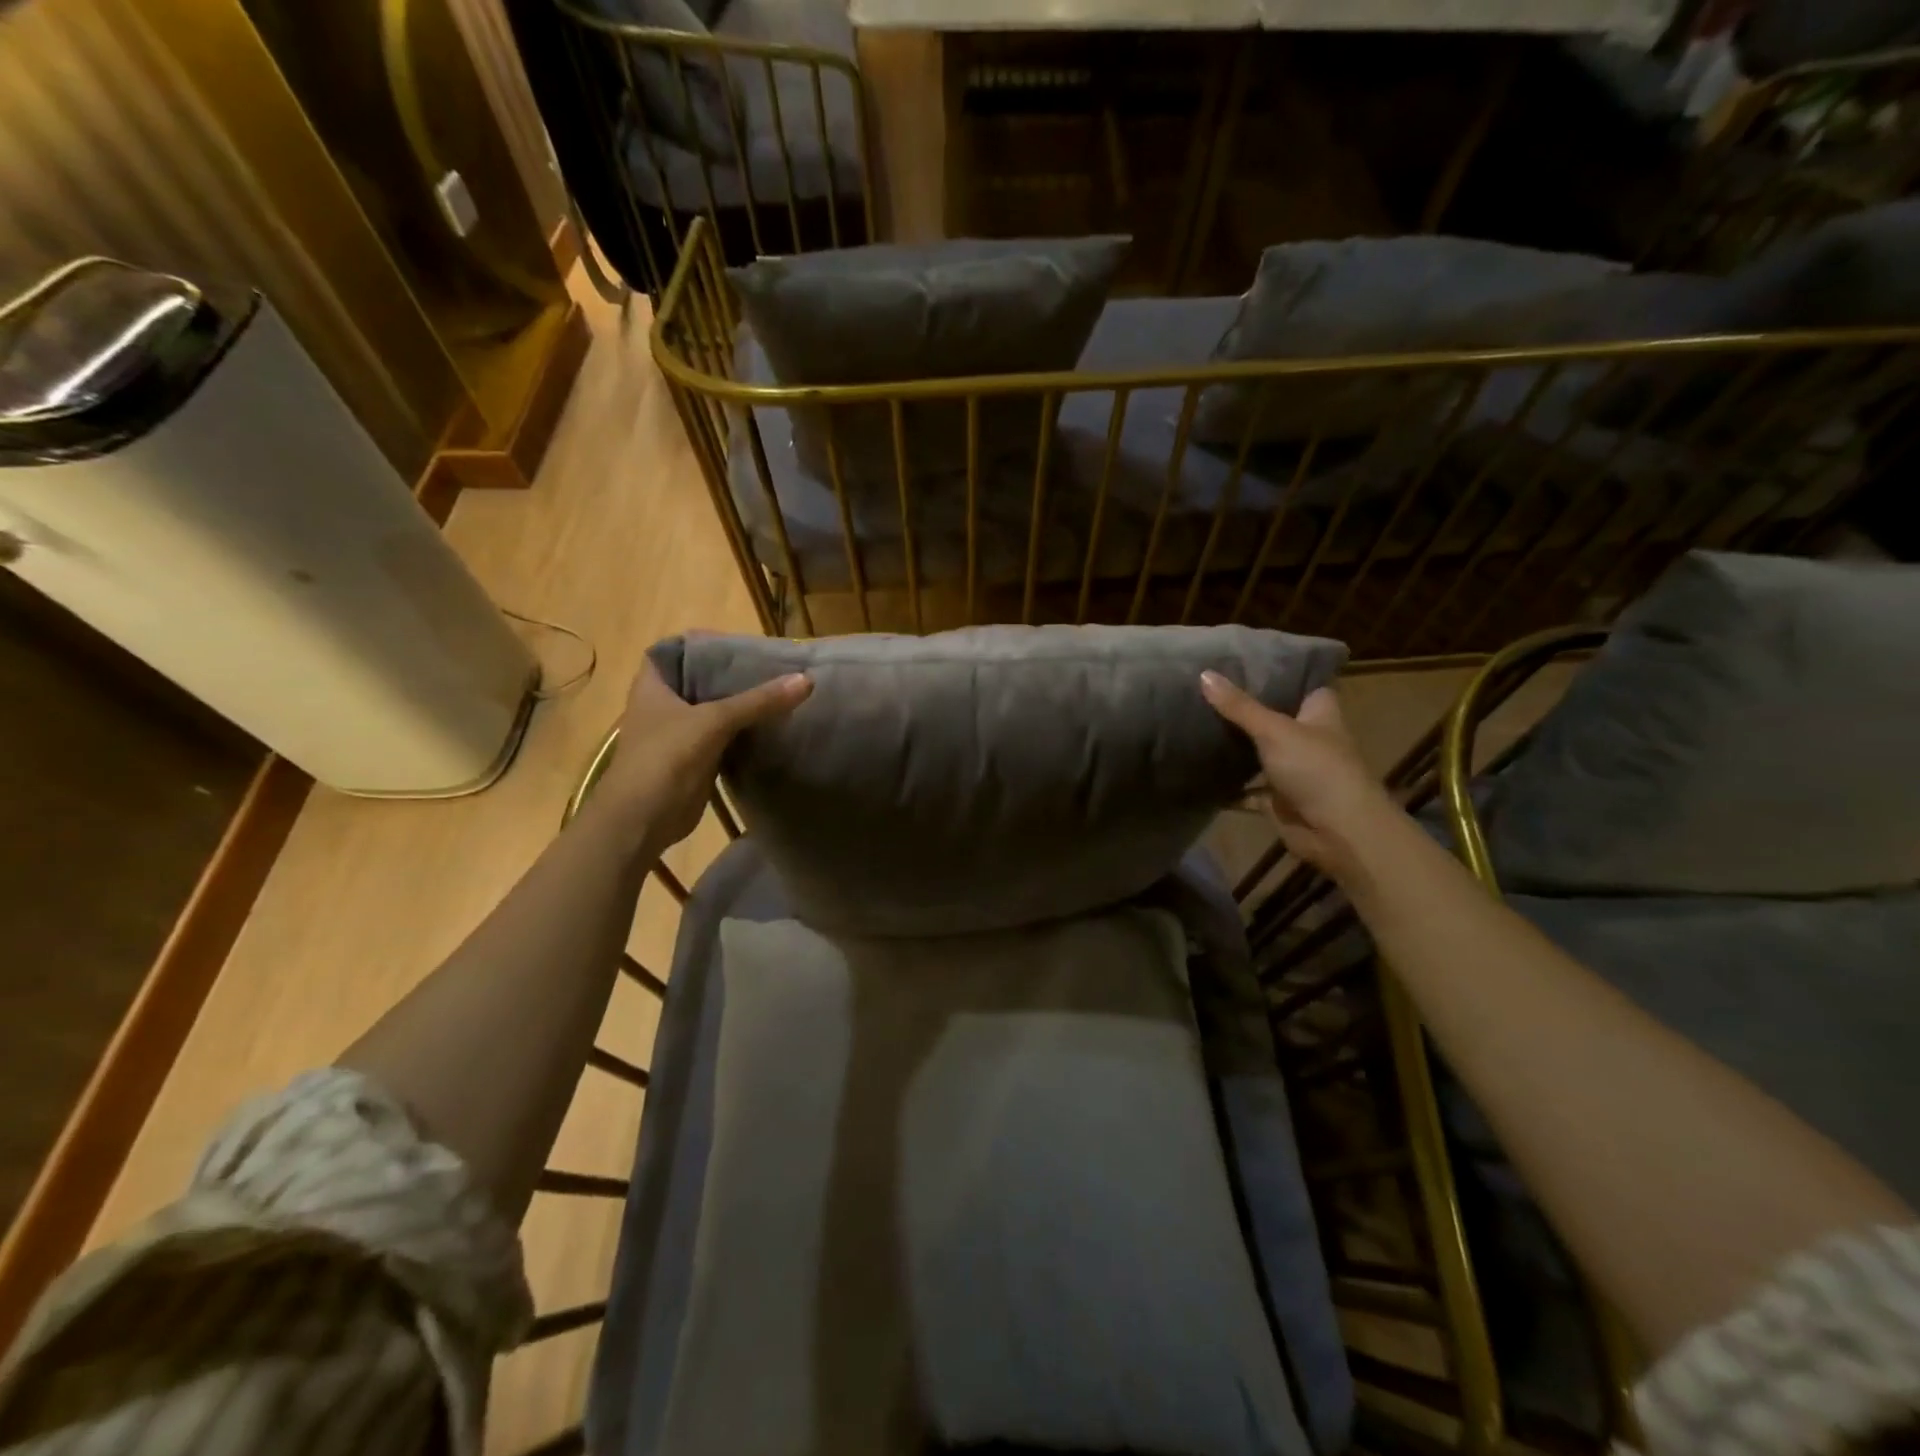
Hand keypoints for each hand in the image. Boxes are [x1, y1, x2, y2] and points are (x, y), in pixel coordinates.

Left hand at [596, 663, 811, 856]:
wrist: (643, 819)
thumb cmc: (666, 757)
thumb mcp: (714, 721)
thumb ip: (758, 701)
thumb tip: (806, 680)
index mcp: (653, 685)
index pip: (674, 650)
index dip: (701, 644)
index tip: (736, 644)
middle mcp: (662, 705)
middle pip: (700, 680)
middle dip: (731, 675)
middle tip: (769, 666)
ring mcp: (677, 734)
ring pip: (714, 711)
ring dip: (740, 705)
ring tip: (777, 690)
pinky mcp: (694, 759)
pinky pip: (723, 738)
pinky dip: (743, 732)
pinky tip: (771, 725)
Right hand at [1200, 673, 1399, 880]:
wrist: (1338, 832)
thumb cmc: (1316, 769)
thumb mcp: (1274, 730)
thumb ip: (1239, 706)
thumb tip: (1204, 673)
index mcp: (1319, 714)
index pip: (1303, 684)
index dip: (1280, 673)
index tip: (1246, 660)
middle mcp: (1308, 739)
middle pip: (1275, 718)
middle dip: (1246, 709)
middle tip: (1207, 689)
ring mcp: (1294, 771)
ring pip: (1260, 754)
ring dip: (1236, 747)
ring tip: (1196, 724)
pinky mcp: (1279, 800)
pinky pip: (1249, 790)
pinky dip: (1229, 788)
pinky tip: (1200, 774)